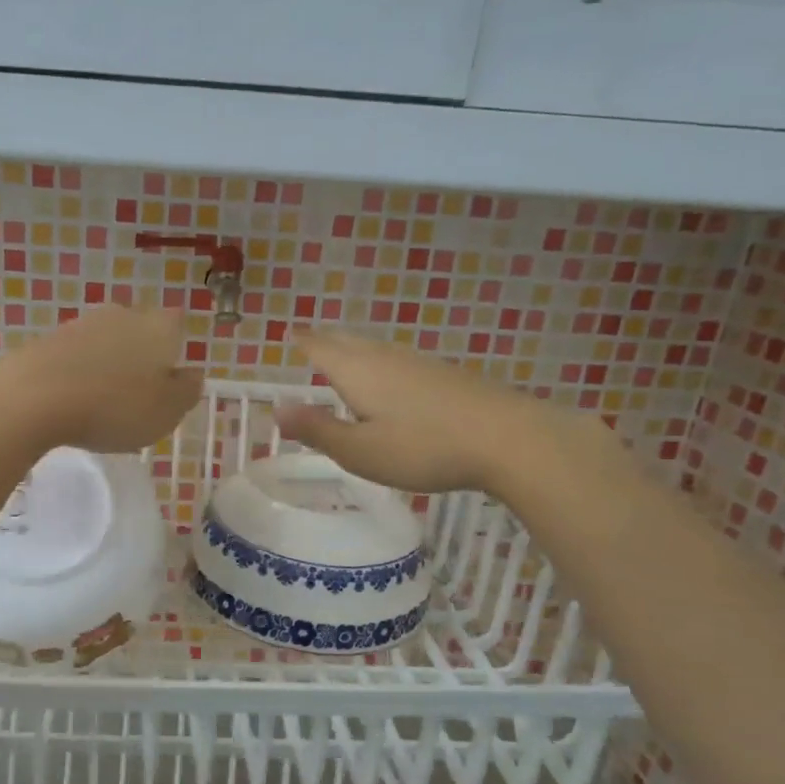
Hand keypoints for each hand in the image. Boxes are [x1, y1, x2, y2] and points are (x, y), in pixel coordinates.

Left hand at [0, 306, 202, 453]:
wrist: (34, 397)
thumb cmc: (114, 407)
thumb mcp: (166, 411)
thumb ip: (186, 391)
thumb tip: (192, 374)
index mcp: (158, 327)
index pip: (177, 324)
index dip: (175, 349)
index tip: (169, 379)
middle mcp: (121, 314)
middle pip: (139, 329)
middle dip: (139, 356)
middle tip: (136, 394)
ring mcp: (80, 323)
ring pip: (104, 341)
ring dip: (106, 365)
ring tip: (101, 402)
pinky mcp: (46, 340)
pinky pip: (73, 356)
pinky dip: (77, 374)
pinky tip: (71, 400)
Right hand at [276, 329, 604, 494]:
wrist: (508, 438)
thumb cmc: (423, 447)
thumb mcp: (360, 450)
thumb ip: (318, 429)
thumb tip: (276, 409)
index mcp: (357, 371)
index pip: (320, 348)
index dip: (303, 341)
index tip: (288, 333)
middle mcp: (385, 357)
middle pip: (348, 341)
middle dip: (325, 339)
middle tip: (309, 338)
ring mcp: (419, 363)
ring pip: (375, 348)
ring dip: (353, 348)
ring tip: (342, 354)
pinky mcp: (445, 375)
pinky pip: (397, 360)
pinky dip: (379, 362)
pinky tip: (389, 377)